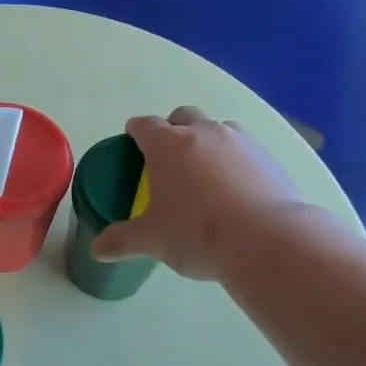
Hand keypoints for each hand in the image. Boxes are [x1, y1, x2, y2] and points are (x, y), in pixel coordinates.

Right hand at [93, 106, 308, 281]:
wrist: (266, 241)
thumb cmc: (196, 233)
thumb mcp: (151, 240)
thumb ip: (121, 240)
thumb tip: (97, 249)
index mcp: (167, 144)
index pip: (143, 125)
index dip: (135, 133)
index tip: (132, 146)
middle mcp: (203, 132)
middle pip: (182, 116)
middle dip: (172, 130)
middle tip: (168, 161)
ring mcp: (240, 141)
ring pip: (217, 129)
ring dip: (206, 142)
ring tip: (204, 175)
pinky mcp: (269, 158)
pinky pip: (245, 150)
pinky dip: (235, 161)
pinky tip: (235, 191)